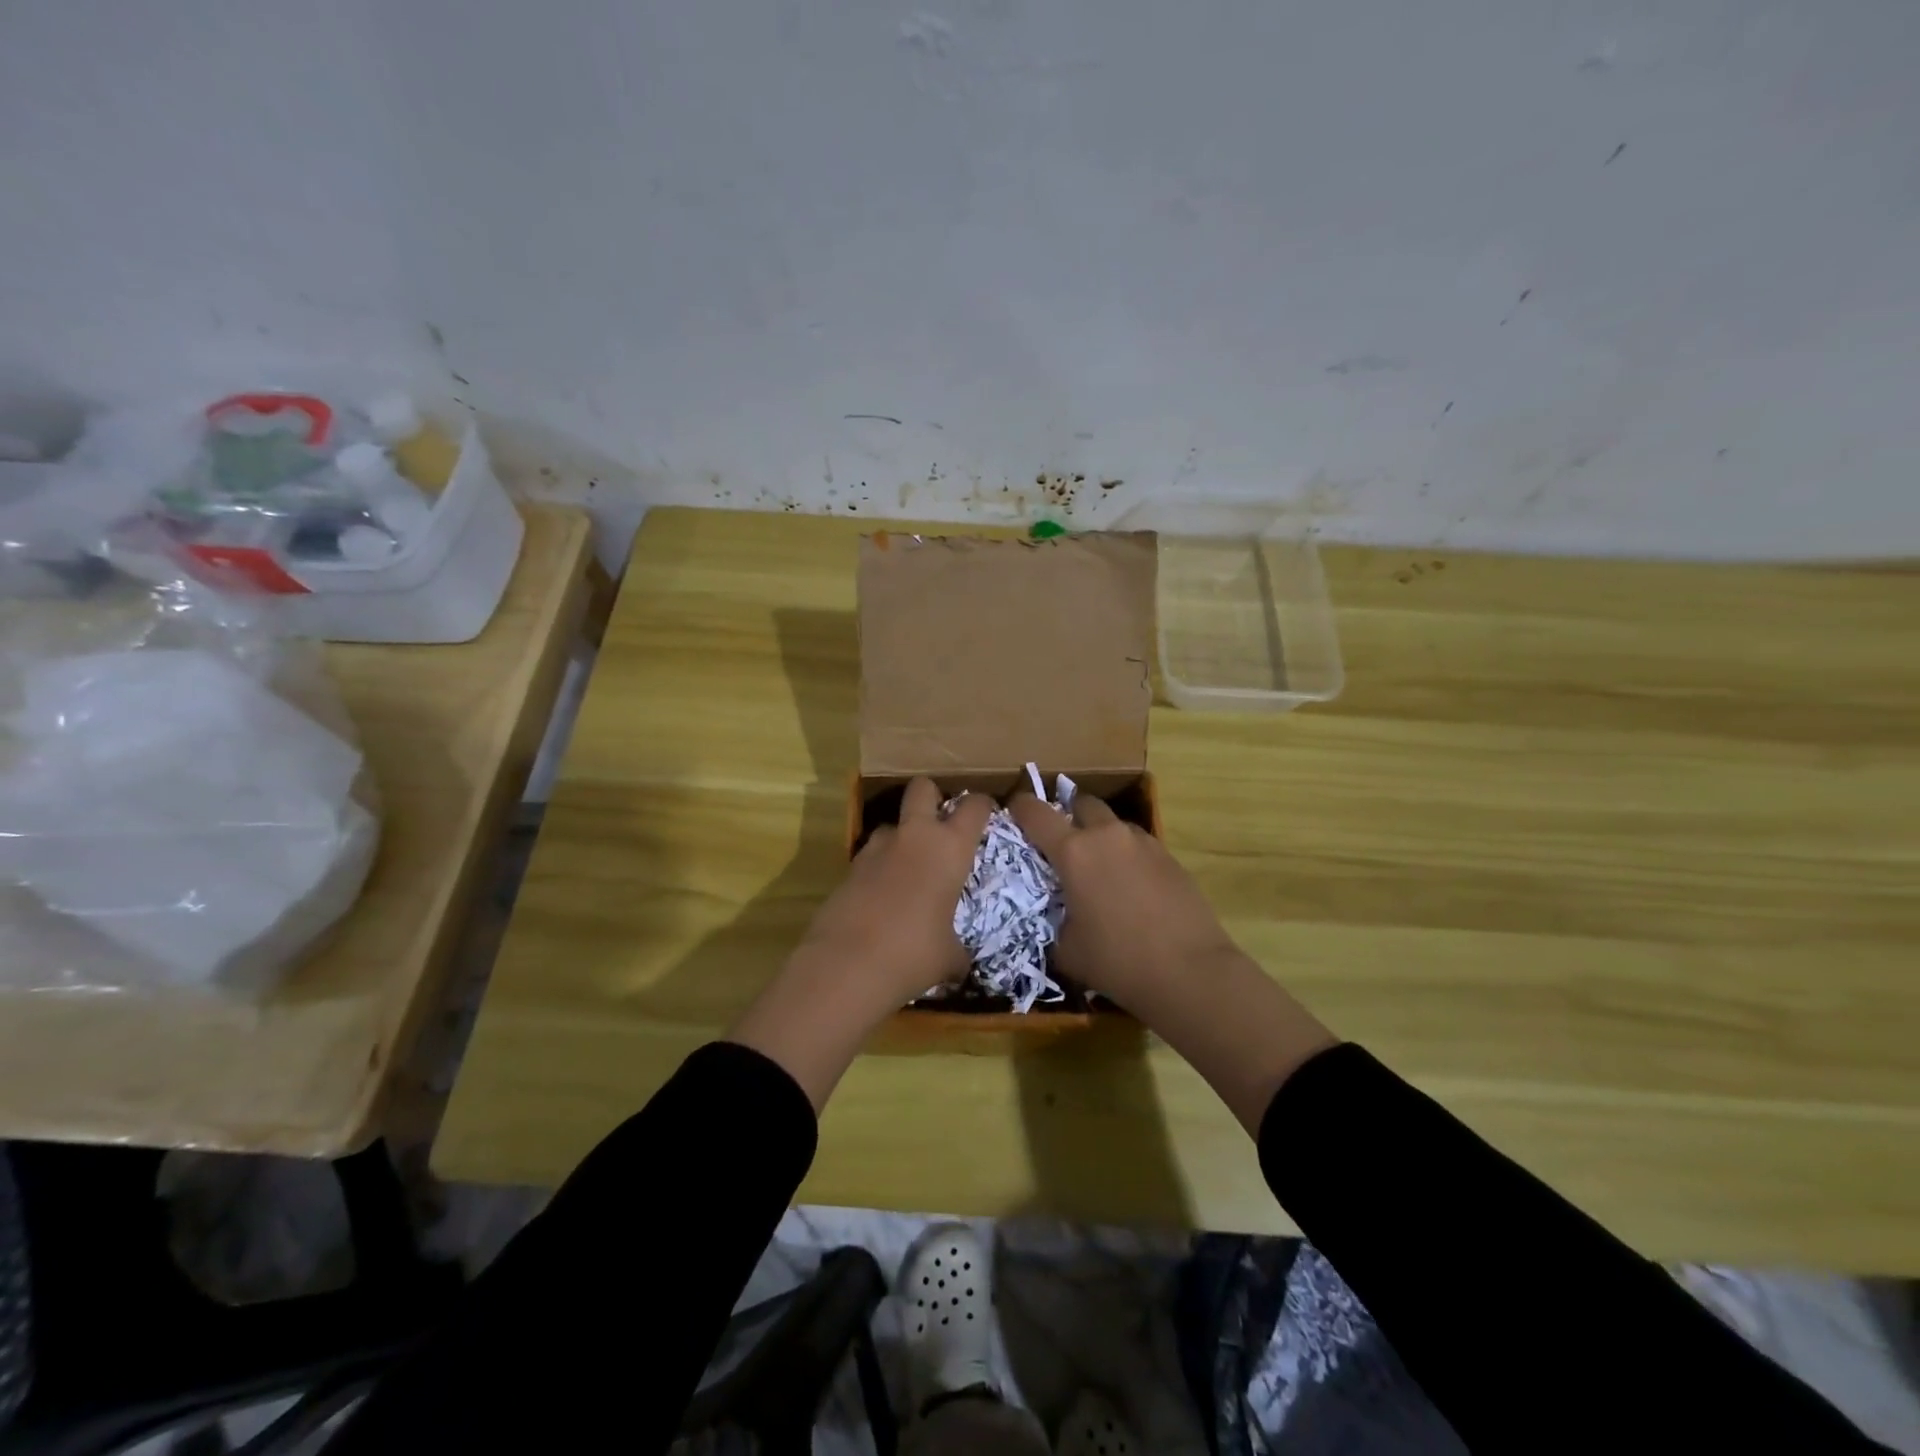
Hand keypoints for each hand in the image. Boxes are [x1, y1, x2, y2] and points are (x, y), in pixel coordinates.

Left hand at [795, 776, 994, 1008]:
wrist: (846, 965)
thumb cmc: (913, 954)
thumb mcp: (949, 957)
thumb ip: (958, 949)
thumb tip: (960, 963)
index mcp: (949, 848)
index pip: (974, 807)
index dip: (983, 805)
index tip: (988, 814)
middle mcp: (914, 837)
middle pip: (922, 788)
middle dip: (932, 796)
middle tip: (941, 821)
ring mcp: (876, 849)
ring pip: (891, 823)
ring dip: (902, 836)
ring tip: (910, 868)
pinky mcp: (848, 868)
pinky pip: (871, 856)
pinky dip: (881, 867)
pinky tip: (884, 896)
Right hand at [1011, 786, 1336, 1133]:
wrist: (1190, 972)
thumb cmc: (1118, 961)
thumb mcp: (1067, 949)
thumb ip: (1053, 921)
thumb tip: (1057, 917)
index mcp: (1074, 851)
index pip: (1036, 812)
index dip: (1019, 807)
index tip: (1012, 811)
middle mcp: (1107, 835)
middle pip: (1081, 802)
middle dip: (1068, 815)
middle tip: (1061, 842)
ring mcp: (1143, 842)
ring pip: (1113, 823)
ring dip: (1100, 835)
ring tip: (1099, 868)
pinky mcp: (1169, 857)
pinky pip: (1138, 844)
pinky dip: (1126, 854)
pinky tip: (1129, 886)